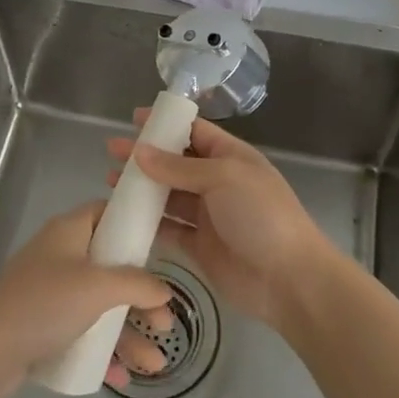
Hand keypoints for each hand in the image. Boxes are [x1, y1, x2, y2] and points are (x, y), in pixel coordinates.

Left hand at [0, 201, 175, 397]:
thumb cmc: (45, 304)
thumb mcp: (98, 287)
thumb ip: (137, 284)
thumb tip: (165, 291)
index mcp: (69, 231)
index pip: (106, 213)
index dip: (133, 225)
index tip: (162, 245)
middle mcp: (60, 257)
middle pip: (111, 268)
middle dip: (141, 297)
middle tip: (165, 322)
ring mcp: (50, 294)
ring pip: (99, 307)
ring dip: (128, 333)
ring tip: (155, 364)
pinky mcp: (41, 328)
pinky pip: (81, 334)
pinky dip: (103, 351)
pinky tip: (123, 376)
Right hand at [106, 112, 331, 327]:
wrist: (288, 278)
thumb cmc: (261, 215)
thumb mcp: (223, 178)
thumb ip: (179, 167)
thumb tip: (140, 152)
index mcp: (231, 157)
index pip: (194, 131)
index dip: (166, 124)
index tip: (134, 119)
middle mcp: (218, 182)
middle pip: (176, 163)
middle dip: (146, 155)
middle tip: (112, 150)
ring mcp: (208, 215)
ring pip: (168, 195)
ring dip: (142, 187)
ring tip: (110, 181)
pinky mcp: (199, 246)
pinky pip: (168, 228)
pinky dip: (147, 221)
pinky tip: (123, 215)